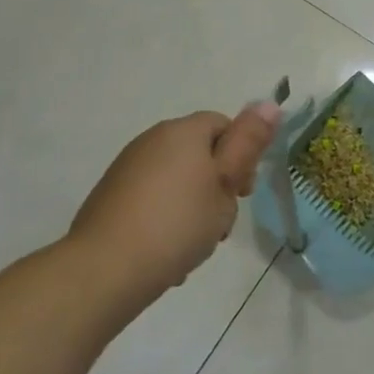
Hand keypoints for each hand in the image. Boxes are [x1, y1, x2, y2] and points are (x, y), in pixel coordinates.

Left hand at [65, 103, 281, 304]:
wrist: (104, 270)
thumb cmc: (177, 223)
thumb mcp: (226, 183)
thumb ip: (249, 143)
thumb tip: (269, 103)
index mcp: (183, 131)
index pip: (224, 125)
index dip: (241, 156)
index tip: (242, 192)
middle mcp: (152, 140)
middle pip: (200, 154)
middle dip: (217, 185)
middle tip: (222, 222)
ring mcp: (127, 169)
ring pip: (178, 181)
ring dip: (193, 207)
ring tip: (195, 244)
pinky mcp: (110, 198)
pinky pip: (153, 201)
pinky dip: (165, 220)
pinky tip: (167, 253)